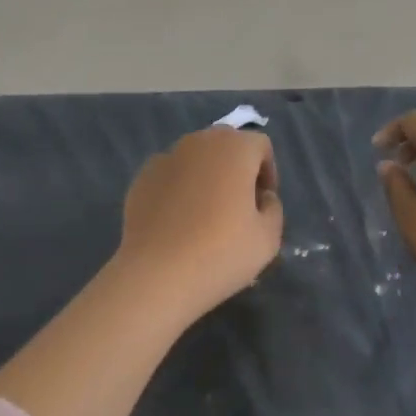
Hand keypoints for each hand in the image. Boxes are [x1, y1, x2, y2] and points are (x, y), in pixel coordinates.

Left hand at [116, 127, 284, 321]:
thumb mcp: (267, 239)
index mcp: (235, 148)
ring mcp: (167, 156)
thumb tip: (262, 197)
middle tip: (238, 204)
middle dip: (237, 167)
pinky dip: (179, 187)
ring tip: (205, 213)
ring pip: (197, 156)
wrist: (155, 274)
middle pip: (227, 144)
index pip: (260, 145)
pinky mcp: (142, 176)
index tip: (263, 202)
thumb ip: (273, 208)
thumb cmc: (220, 253)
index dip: (268, 171)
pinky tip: (177, 220)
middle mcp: (201, 142)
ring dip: (207, 174)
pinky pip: (171, 173)